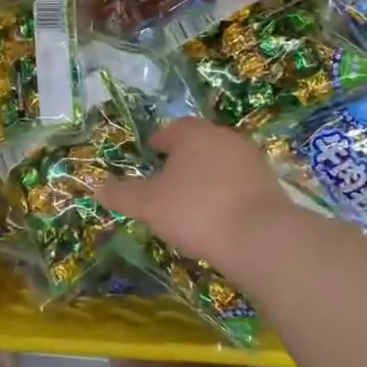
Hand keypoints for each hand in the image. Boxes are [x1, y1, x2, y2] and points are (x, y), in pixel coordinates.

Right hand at [96, 117, 291, 263]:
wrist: (259, 237)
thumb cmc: (195, 211)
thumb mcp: (149, 205)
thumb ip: (122, 195)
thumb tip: (96, 188)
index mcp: (193, 134)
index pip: (172, 129)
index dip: (159, 143)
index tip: (151, 156)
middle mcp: (224, 137)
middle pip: (199, 142)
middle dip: (184, 157)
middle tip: (168, 179)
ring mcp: (251, 159)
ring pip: (221, 161)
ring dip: (207, 175)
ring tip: (193, 200)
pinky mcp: (270, 183)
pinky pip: (239, 182)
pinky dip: (226, 192)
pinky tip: (218, 214)